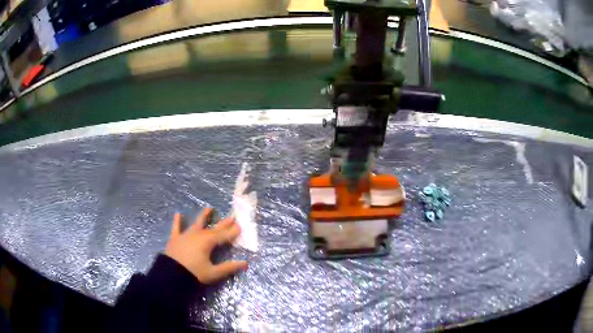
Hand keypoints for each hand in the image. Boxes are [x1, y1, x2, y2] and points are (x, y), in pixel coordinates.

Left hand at [164, 209, 247, 283]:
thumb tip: (245, 263)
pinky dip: (177, 221)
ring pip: (196, 223)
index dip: (232, 232)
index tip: (240, 227)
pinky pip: (176, 227)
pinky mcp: (175, 238)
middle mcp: (198, 235)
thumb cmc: (194, 273)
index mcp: (208, 242)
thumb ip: (229, 267)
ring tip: (209, 209)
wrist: (171, 274)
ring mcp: (186, 235)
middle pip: (213, 228)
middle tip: (232, 217)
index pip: (223, 235)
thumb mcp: (213, 273)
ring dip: (204, 216)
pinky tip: (178, 214)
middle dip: (223, 223)